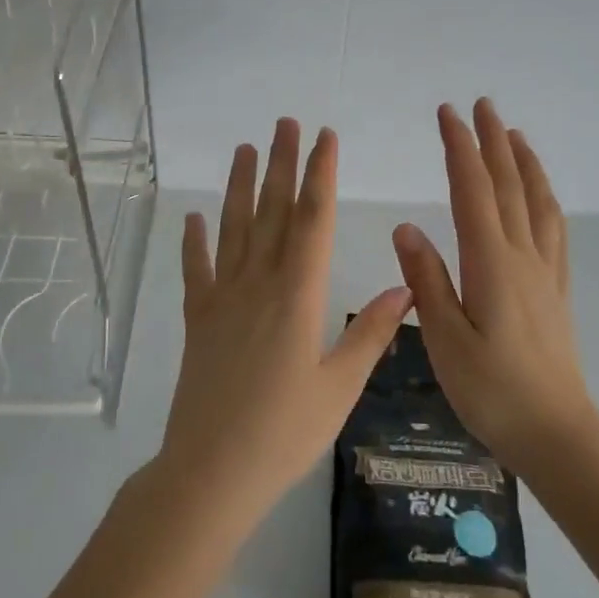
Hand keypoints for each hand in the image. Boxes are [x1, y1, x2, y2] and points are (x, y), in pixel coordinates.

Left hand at [160, 119, 413, 524]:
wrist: (210, 474)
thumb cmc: (284, 434)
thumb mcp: (340, 387)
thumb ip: (370, 333)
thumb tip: (405, 286)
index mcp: (298, 296)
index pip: (313, 221)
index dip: (320, 175)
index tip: (325, 138)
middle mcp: (258, 285)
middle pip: (273, 212)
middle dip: (282, 164)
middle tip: (286, 123)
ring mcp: (222, 300)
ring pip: (233, 229)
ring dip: (240, 187)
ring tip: (246, 149)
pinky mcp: (198, 320)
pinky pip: (196, 271)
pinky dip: (194, 242)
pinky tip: (193, 218)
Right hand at [392, 99, 595, 474]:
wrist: (557, 432)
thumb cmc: (492, 391)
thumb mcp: (444, 340)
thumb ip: (426, 281)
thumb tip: (405, 227)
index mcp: (490, 263)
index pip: (472, 190)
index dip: (459, 148)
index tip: (447, 114)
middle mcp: (522, 255)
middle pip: (508, 184)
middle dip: (491, 141)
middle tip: (481, 105)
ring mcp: (544, 270)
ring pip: (536, 201)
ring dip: (523, 162)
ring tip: (513, 134)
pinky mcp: (556, 288)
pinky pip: (554, 228)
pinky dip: (544, 197)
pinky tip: (540, 195)